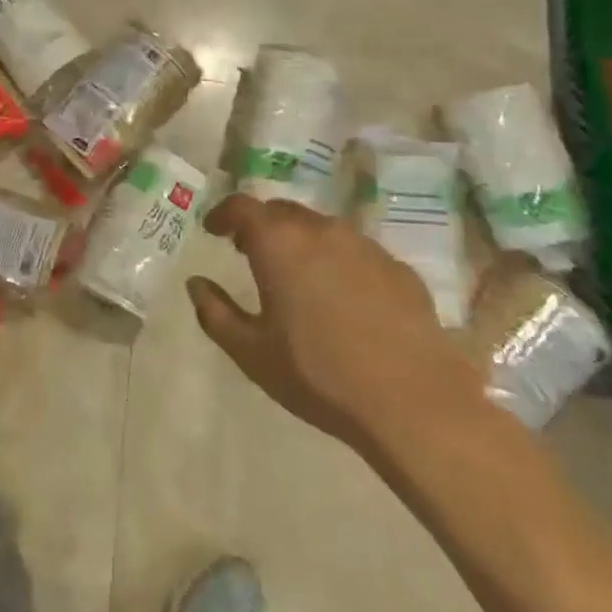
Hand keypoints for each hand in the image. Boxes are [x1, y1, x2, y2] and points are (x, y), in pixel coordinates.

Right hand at [188, 195, 486, 456]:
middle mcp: (322, 231)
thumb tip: (196, 284)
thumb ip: (215, 312)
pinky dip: (339, 263)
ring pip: (323, 229)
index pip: (242, 206)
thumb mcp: (251, 352)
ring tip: (297, 275)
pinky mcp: (400, 270)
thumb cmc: (318, 375)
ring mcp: (366, 247)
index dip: (223, 213)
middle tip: (249, 251)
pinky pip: (358, 253)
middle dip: (261, 225)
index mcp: (279, 243)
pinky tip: (344, 299)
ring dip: (302, 242)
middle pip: (283, 212)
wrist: (415, 405)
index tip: (213, 229)